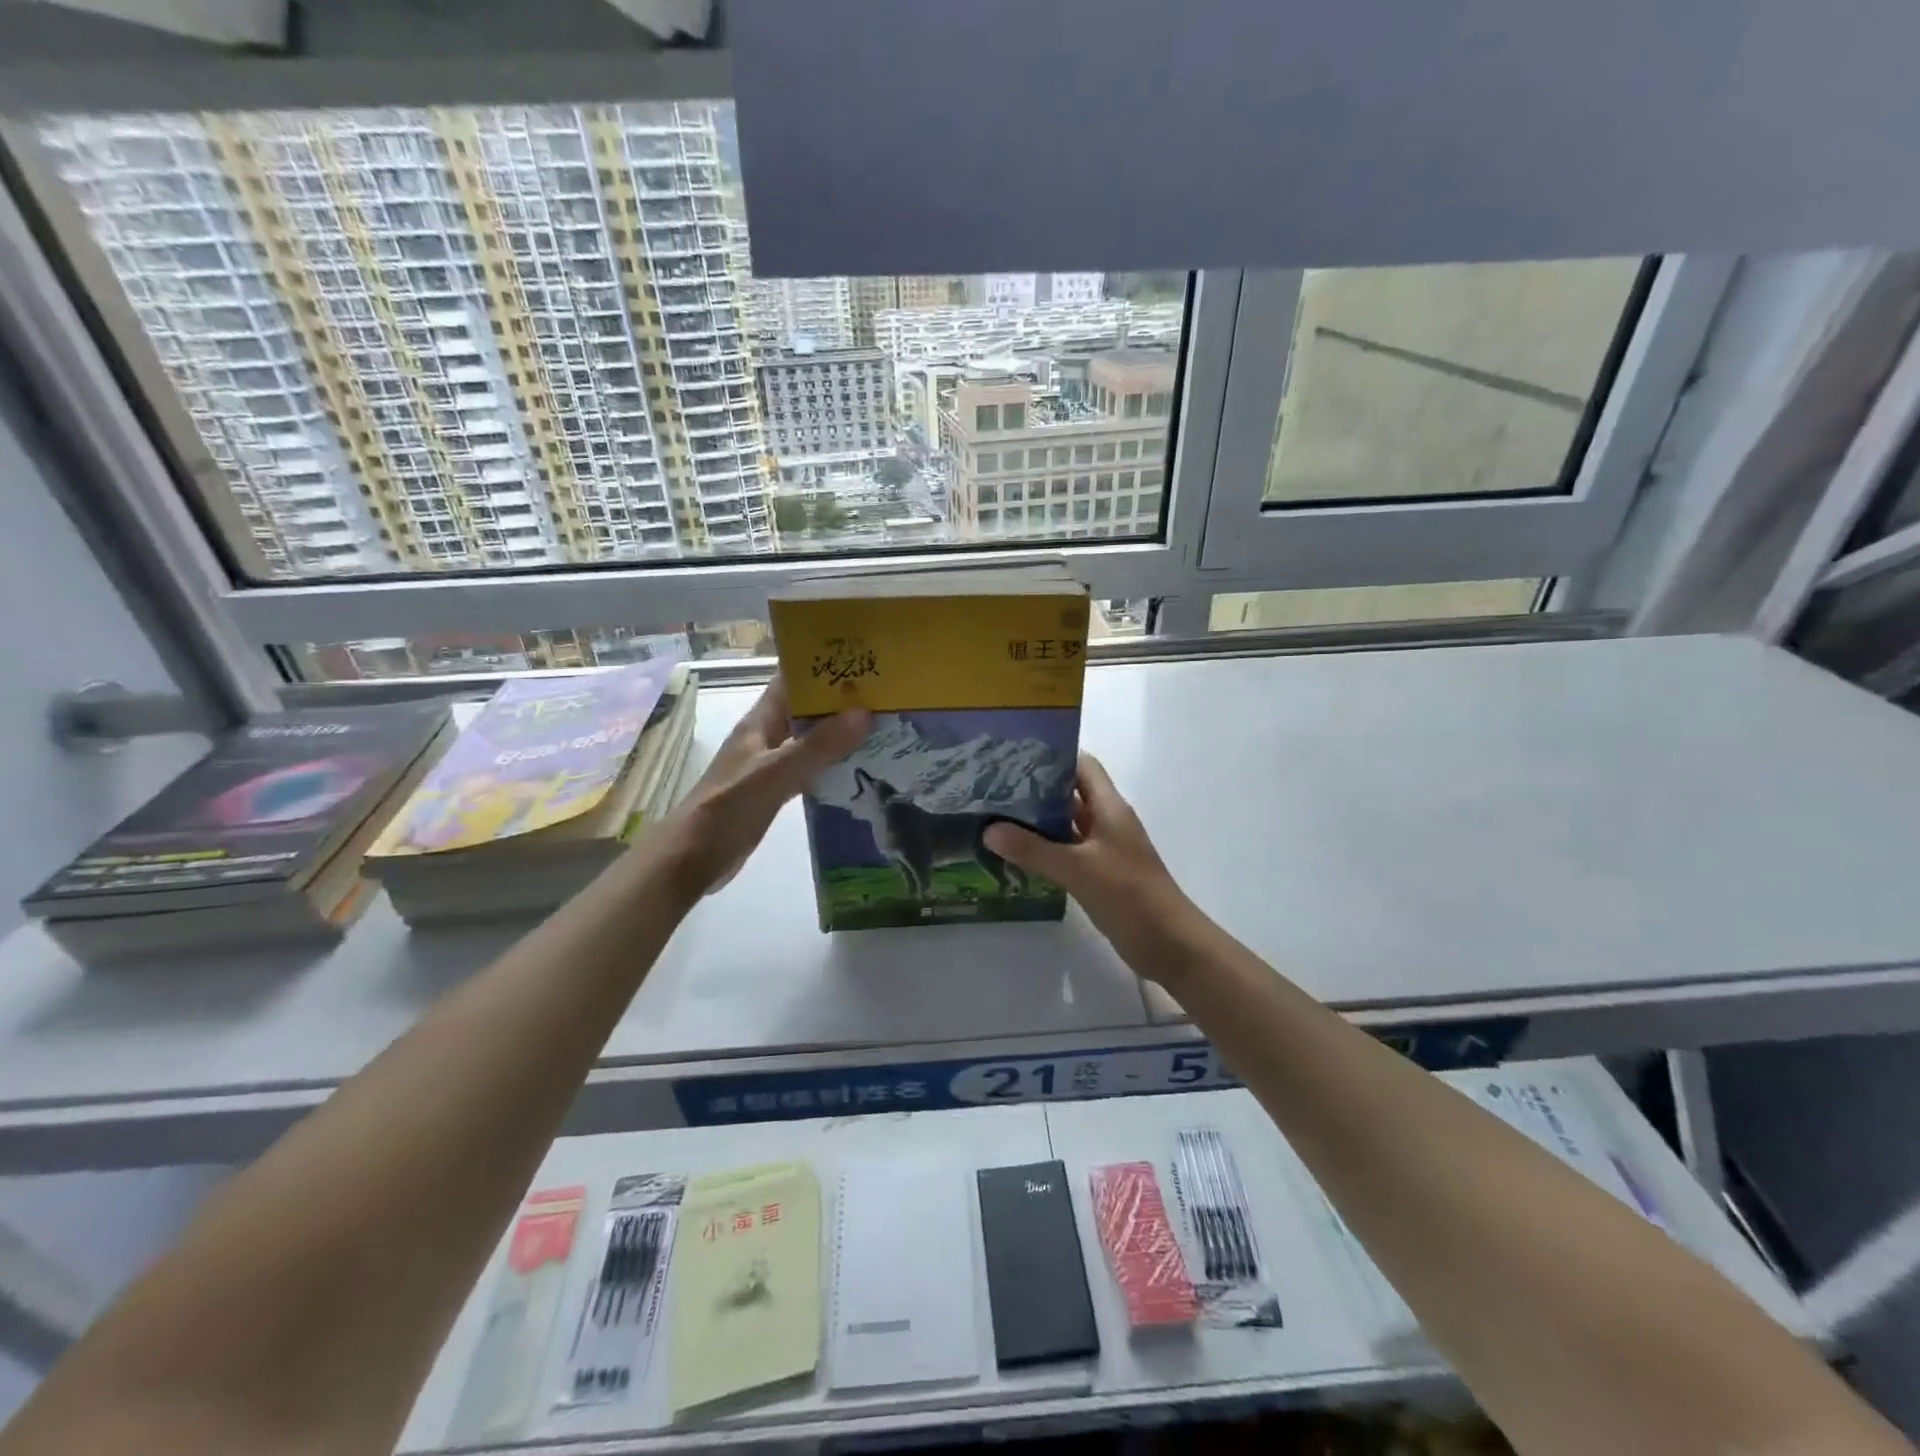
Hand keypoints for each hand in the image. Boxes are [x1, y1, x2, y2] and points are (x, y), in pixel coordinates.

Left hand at [663, 675, 869, 899]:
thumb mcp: (776, 773)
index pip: (791, 681)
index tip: (860, 658)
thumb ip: (818, 746)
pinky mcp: (775, 792)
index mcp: (760, 722)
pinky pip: (809, 770)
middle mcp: (766, 737)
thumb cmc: (728, 807)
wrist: (693, 857)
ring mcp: (770, 766)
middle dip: (840, 701)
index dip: (820, 666)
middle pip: (806, 710)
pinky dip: (832, 766)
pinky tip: (859, 769)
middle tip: (887, 695)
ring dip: (840, 734)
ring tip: (883, 727)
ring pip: (810, 740)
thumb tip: (864, 713)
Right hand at [984, 753, 1194, 963]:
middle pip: (1070, 793)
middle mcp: (1107, 821)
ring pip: (1066, 824)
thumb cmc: (1128, 894)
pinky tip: (1015, 853)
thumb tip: (988, 830)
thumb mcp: (1077, 868)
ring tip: (995, 816)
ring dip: (1037, 821)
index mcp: (1109, 807)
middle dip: (1035, 789)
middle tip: (993, 787)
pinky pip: (1067, 851)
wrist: (1168, 943)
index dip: (1053, 756)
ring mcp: (1103, 848)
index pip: (1082, 766)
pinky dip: (1044, 849)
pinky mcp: (1099, 873)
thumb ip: (1032, 849)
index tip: (1014, 756)